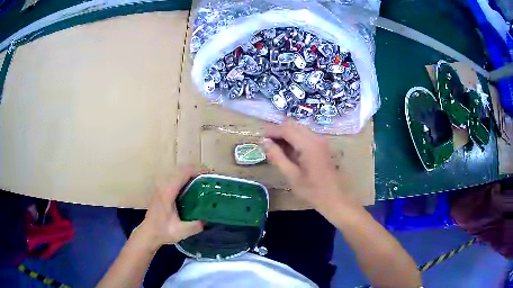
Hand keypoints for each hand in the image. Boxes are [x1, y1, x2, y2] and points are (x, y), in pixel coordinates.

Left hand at [134, 167, 203, 251]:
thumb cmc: (162, 231)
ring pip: (178, 172)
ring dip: (192, 173)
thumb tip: (208, 219)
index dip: (198, 170)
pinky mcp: (162, 190)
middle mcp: (164, 185)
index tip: (211, 174)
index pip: (184, 173)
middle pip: (182, 169)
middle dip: (197, 170)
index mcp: (168, 192)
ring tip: (205, 181)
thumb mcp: (180, 231)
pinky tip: (194, 187)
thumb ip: (195, 225)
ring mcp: (161, 186)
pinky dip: (186, 178)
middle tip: (211, 179)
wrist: (148, 233)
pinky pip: (176, 178)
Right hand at [262, 120, 351, 210]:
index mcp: (308, 145)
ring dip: (287, 133)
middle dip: (279, 130)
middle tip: (267, 142)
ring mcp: (321, 140)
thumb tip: (264, 142)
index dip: (272, 131)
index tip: (260, 136)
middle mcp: (316, 138)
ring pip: (300, 129)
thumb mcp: (291, 175)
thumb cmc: (312, 190)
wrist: (335, 197)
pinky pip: (306, 135)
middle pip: (294, 125)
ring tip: (276, 147)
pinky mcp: (323, 145)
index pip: (286, 129)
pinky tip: (289, 150)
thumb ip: (277, 156)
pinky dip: (295, 138)